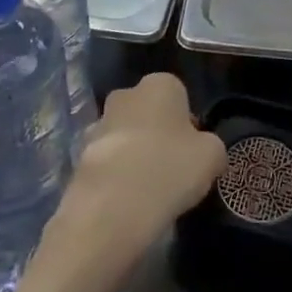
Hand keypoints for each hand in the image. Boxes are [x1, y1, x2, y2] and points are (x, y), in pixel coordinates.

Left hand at [50, 74, 226, 273]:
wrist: (112, 207)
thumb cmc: (169, 169)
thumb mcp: (212, 156)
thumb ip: (212, 147)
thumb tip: (205, 151)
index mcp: (160, 84)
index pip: (180, 96)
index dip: (188, 124)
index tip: (192, 152)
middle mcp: (126, 94)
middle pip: (148, 112)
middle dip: (157, 134)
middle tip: (171, 168)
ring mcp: (98, 124)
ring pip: (125, 135)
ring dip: (134, 154)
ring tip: (148, 190)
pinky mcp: (79, 155)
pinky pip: (107, 161)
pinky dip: (115, 176)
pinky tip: (126, 201)